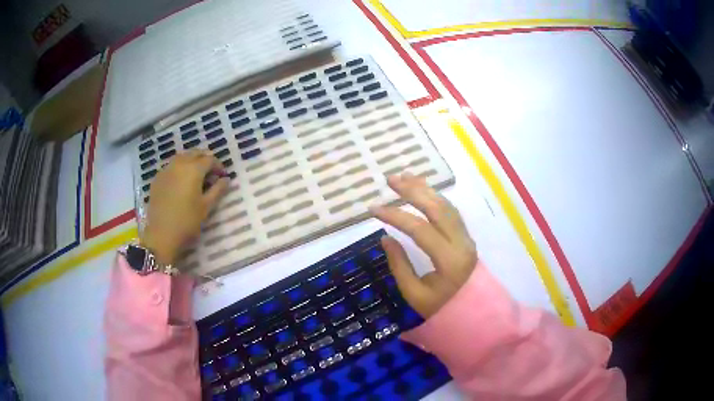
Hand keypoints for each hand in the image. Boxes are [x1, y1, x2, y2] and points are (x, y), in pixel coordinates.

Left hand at [141, 150, 228, 266]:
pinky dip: (179, 168)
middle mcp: (179, 164)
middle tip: (211, 173)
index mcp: (194, 169)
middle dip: (205, 159)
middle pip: (195, 153)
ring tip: (196, 175)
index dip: (218, 166)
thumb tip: (226, 180)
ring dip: (191, 161)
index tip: (223, 176)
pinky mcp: (157, 178)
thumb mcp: (206, 207)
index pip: (210, 160)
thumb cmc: (187, 221)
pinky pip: (171, 166)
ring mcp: (166, 170)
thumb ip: (218, 190)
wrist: (162, 235)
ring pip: (182, 157)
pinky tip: (181, 181)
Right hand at [370, 173, 476, 317]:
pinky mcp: (466, 236)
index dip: (395, 216)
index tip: (373, 209)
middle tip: (390, 179)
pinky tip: (424, 189)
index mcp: (449, 261)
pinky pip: (451, 211)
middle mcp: (461, 243)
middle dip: (412, 191)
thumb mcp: (415, 294)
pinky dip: (436, 197)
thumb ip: (399, 265)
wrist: (472, 312)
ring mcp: (466, 237)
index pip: (420, 229)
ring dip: (425, 189)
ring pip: (446, 206)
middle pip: (437, 209)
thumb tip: (386, 237)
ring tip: (405, 177)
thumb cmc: (441, 308)